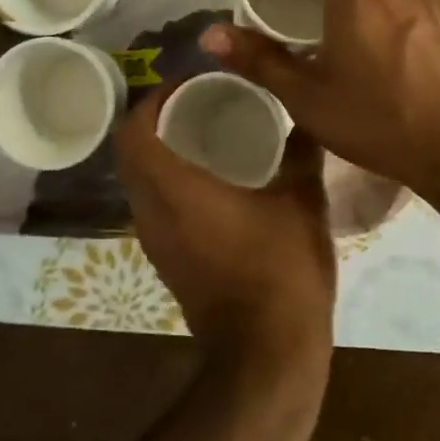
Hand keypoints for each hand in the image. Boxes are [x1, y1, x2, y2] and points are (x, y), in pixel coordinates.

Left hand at [116, 86, 336, 370]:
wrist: (266, 356)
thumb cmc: (281, 271)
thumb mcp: (302, 202)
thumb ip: (302, 153)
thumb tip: (308, 115)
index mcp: (175, 189)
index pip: (134, 130)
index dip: (152, 99)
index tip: (187, 84)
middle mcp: (152, 212)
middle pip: (131, 153)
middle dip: (157, 121)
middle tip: (199, 103)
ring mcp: (155, 242)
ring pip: (140, 182)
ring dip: (162, 153)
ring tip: (207, 134)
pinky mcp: (167, 262)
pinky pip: (155, 207)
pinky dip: (170, 183)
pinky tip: (213, 182)